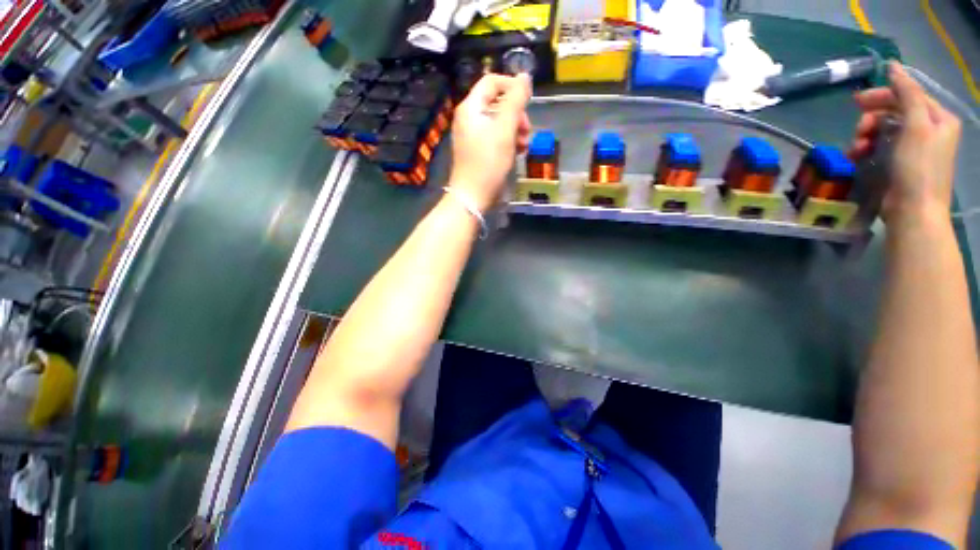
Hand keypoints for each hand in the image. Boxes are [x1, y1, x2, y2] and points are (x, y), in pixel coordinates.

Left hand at [449, 73, 531, 210]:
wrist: (472, 196)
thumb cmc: (488, 162)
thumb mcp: (505, 129)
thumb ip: (516, 101)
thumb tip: (525, 76)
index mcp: (471, 107)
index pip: (492, 82)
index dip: (512, 86)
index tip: (529, 101)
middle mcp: (469, 118)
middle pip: (497, 103)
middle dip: (516, 114)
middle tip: (527, 131)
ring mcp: (472, 135)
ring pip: (499, 122)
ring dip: (515, 130)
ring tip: (525, 145)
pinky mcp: (477, 151)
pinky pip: (495, 137)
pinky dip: (508, 141)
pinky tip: (518, 152)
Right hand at [851, 62, 960, 227]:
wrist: (914, 211)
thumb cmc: (918, 168)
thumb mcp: (916, 126)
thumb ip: (908, 93)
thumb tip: (893, 66)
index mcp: (938, 118)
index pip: (909, 95)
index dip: (884, 94)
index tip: (857, 102)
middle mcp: (929, 128)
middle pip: (896, 111)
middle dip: (873, 117)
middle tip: (858, 128)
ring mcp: (915, 146)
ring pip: (886, 128)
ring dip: (867, 134)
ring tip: (857, 147)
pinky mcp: (900, 161)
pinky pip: (881, 145)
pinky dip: (867, 147)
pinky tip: (858, 155)